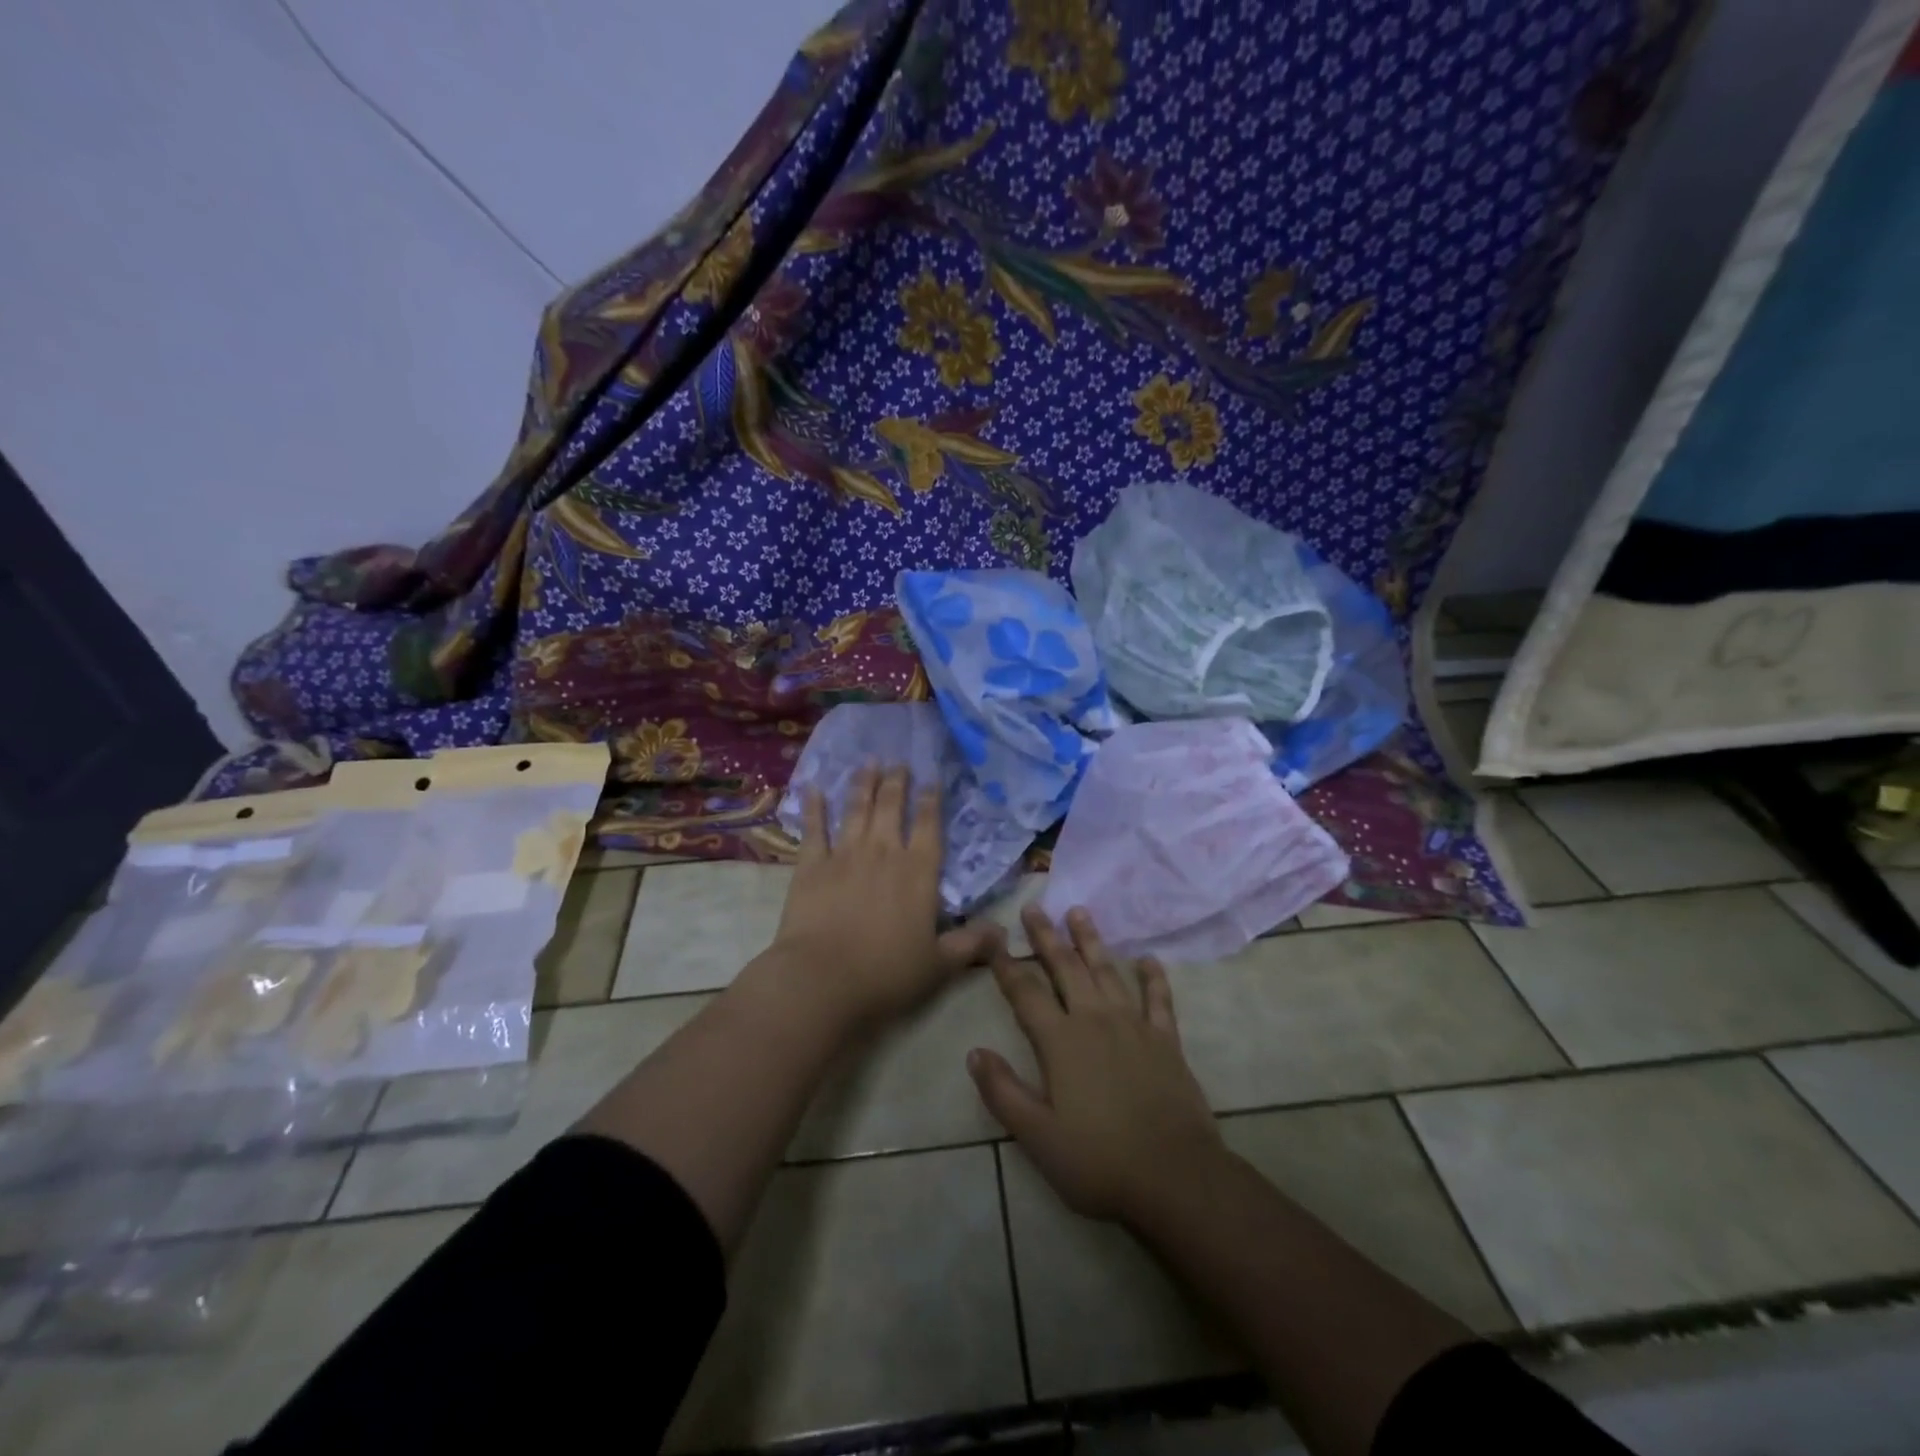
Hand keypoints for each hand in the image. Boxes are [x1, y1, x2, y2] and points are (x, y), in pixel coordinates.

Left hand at [757, 766, 1002, 1032]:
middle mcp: (884, 853)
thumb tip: (1004, 933)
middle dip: (897, 782)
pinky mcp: (811, 865)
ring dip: (863, 784)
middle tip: (898, 762)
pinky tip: (813, 788)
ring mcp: (845, 855)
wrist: (823, 980)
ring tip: (868, 763)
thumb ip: (971, 944)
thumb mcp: (939, 965)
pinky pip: (814, 829)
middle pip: (892, 807)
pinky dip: (814, 807)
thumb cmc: (887, 974)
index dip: (931, 800)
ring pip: (857, 809)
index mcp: (919, 872)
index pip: (929, 826)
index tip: (931, 779)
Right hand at [968, 906, 1224, 1223]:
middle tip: (1034, 907)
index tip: (993, 939)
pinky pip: (1158, 998)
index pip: (1025, 993)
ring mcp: (1133, 1025)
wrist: (1174, 1177)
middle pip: (1065, 968)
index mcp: (1060, 1041)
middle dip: (1047, 936)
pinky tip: (1148, 959)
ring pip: (1107, 971)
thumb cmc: (1098, 1161)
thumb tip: (974, 1052)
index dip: (1006, 965)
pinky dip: (1152, 977)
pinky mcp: (1166, 1040)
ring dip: (1091, 940)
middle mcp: (1094, 1020)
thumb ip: (1003, 1092)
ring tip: (1079, 912)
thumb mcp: (1037, 1136)